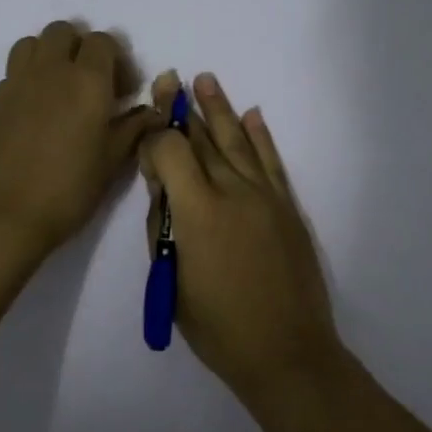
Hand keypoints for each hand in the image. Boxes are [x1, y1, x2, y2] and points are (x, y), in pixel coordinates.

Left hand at [0, 21, 157, 263]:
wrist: (1, 215)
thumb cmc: (67, 189)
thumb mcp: (112, 162)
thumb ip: (134, 129)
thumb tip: (152, 112)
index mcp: (86, 79)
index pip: (103, 41)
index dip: (117, 61)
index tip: (123, 93)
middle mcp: (50, 69)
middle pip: (63, 31)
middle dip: (81, 48)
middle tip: (93, 85)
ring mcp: (17, 82)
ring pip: (33, 43)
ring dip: (50, 54)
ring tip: (62, 89)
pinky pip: (15, 70)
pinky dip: (29, 77)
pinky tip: (37, 111)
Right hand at [140, 71, 342, 409]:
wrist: (287, 352)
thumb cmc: (218, 327)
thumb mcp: (171, 281)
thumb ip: (163, 227)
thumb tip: (162, 189)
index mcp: (199, 210)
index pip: (171, 150)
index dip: (154, 138)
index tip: (144, 139)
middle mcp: (233, 191)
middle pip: (204, 138)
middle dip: (183, 108)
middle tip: (171, 79)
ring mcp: (265, 196)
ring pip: (238, 140)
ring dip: (221, 109)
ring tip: (206, 80)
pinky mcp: (287, 207)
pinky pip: (272, 161)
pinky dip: (261, 136)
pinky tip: (253, 115)